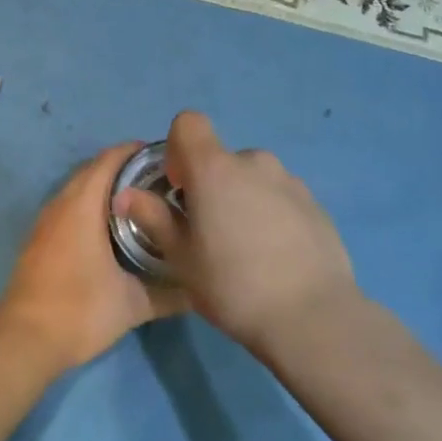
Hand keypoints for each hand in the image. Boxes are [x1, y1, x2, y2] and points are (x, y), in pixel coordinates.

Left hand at [0, 143, 189, 372]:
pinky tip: (111, 229)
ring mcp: (45, 221)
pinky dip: (90, 206)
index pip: (110, 160)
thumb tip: (201, 289)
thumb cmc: (80, 311)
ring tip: (141, 202)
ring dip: (105, 188)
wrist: (24, 340)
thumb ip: (169, 294)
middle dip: (125, 169)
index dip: (137, 152)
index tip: (167, 159)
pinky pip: (68, 208)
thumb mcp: (132, 304)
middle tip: (160, 182)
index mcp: (82, 205)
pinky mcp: (39, 239)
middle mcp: (61, 204)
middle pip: (94, 170)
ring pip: (78, 189)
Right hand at [114, 111, 357, 357]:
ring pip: (253, 178)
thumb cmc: (233, 285)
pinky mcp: (315, 205)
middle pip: (222, 158)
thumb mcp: (181, 258)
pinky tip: (276, 258)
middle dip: (211, 184)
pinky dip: (272, 215)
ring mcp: (290, 181)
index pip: (189, 122)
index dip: (178, 149)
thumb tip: (126, 195)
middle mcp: (254, 162)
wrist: (312, 317)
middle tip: (210, 231)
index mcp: (215, 168)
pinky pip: (281, 197)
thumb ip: (153, 218)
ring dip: (243, 198)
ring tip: (246, 249)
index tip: (180, 189)